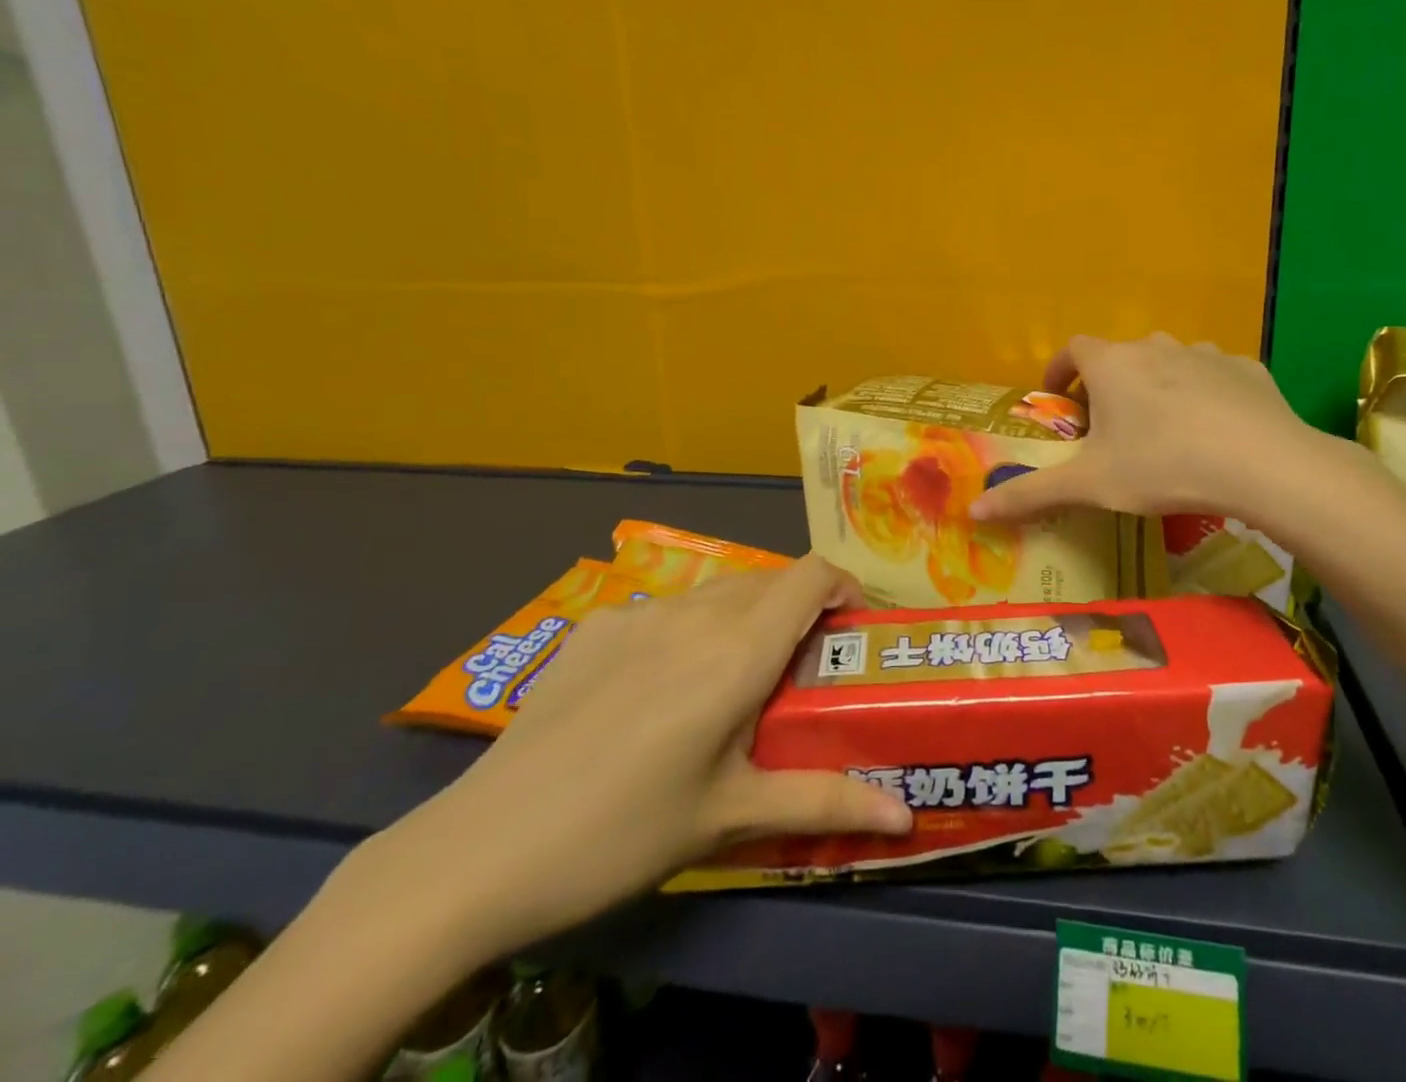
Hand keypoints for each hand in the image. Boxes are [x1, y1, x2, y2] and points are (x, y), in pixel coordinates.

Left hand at [354, 556, 912, 968]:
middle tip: (799, 670)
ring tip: (732, 680)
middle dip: (798, 609)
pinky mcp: (595, 624)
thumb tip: (906, 818)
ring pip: (718, 591)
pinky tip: (657, 690)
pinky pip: (666, 608)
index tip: (850, 630)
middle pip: (770, 580)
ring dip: (745, 617)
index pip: (811, 575)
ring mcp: (638, 611)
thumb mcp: (730, 820)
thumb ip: (824, 803)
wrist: (479, 850)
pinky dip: (689, 628)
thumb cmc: (623, 833)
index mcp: (737, 651)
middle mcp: (694, 612)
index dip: (843, 586)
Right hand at [969, 333, 1331, 530]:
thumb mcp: (1090, 486)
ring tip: (1162, 430)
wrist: (1262, 464)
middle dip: (1107, 386)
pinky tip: (1213, 430)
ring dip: (1157, 386)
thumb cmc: (1162, 466)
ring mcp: (1204, 353)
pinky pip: (1213, 376)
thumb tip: (973, 512)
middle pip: (1120, 357)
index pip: (1072, 349)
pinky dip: (1204, 394)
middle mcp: (1154, 347)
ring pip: (1168, 363)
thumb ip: (1029, 494)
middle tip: (1109, 429)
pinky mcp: (1245, 369)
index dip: (1060, 371)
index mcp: (1112, 365)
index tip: (1059, 401)